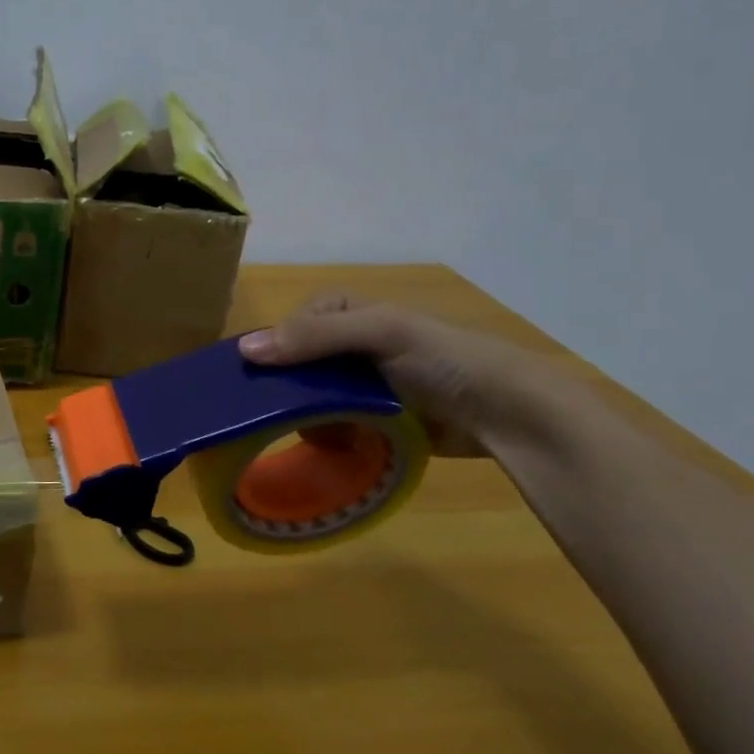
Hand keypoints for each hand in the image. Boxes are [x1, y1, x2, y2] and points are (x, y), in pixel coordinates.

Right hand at [238, 294, 575, 456]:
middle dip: (286, 388)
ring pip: (305, 396)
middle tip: (278, 412)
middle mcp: (346, 343)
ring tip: (312, 432)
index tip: (261, 378)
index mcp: (346, 310)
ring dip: (303, 415)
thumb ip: (313, 336)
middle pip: (293, 363)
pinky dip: (324, 433)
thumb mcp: (380, 333)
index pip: (288, 326)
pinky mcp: (368, 417)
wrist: (509, 414)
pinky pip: (328, 422)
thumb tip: (244, 350)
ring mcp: (358, 383)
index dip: (273, 348)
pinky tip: (331, 443)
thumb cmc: (445, 359)